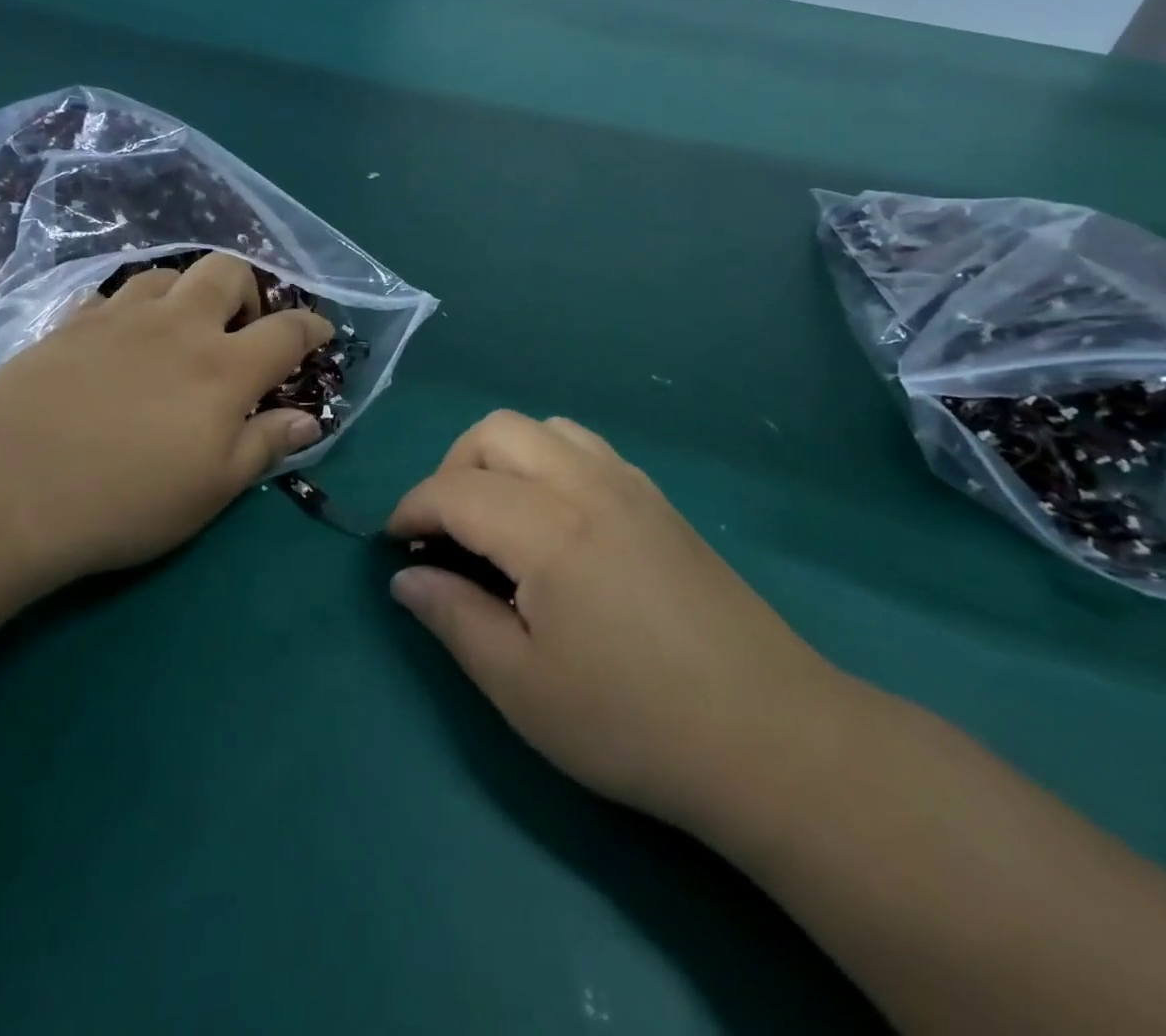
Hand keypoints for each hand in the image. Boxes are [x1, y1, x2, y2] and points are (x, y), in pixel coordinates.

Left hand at [0, 253, 331, 590]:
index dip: (313, 328)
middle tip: (244, 327)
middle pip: (228, 272)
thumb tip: (309, 419)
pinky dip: (129, 309)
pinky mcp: (68, 324)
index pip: (288, 331)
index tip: (321, 334)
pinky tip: (119, 340)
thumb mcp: (212, 489)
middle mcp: (178, 327)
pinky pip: (110, 296)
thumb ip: (264, 445)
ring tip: (182, 329)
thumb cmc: (125, 499)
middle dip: (250, 289)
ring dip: (188, 292)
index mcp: (224, 368)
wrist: (4, 488)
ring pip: (168, 274)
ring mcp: (119, 318)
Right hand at [387, 411, 841, 834]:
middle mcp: (586, 484)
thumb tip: (404, 579)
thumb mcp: (522, 687)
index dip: (412, 510)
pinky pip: (585, 447)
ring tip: (496, 517)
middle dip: (453, 468)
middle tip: (444, 529)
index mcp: (547, 528)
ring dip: (502, 457)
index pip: (455, 490)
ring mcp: (631, 485)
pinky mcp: (660, 501)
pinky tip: (554, 521)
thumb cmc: (633, 722)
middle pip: (496, 432)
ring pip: (545, 428)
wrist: (772, 737)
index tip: (393, 544)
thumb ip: (454, 619)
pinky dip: (547, 461)